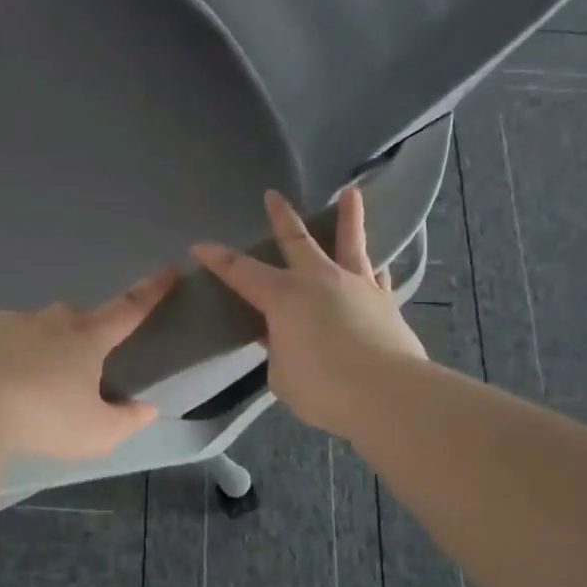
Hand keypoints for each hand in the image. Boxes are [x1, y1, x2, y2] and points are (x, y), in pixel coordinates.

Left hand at [0, 270, 177, 459]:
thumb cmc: (42, 419)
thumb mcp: (95, 434)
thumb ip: (126, 421)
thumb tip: (146, 409)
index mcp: (86, 338)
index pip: (129, 309)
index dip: (152, 291)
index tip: (170, 270)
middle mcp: (49, 320)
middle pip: (74, 320)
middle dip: (78, 338)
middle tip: (71, 373)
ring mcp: (6, 321)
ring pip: (30, 329)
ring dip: (33, 350)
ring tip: (21, 389)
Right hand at [194, 188, 425, 434]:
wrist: (387, 394)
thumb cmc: (323, 388)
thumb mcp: (282, 375)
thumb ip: (279, 351)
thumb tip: (286, 340)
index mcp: (283, 296)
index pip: (241, 271)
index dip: (217, 259)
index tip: (199, 246)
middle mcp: (319, 280)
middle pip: (296, 240)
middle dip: (281, 216)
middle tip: (273, 194)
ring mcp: (356, 286)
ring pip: (350, 242)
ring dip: (349, 217)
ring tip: (352, 193)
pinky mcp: (385, 302)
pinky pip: (378, 276)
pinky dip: (376, 267)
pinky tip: (380, 264)